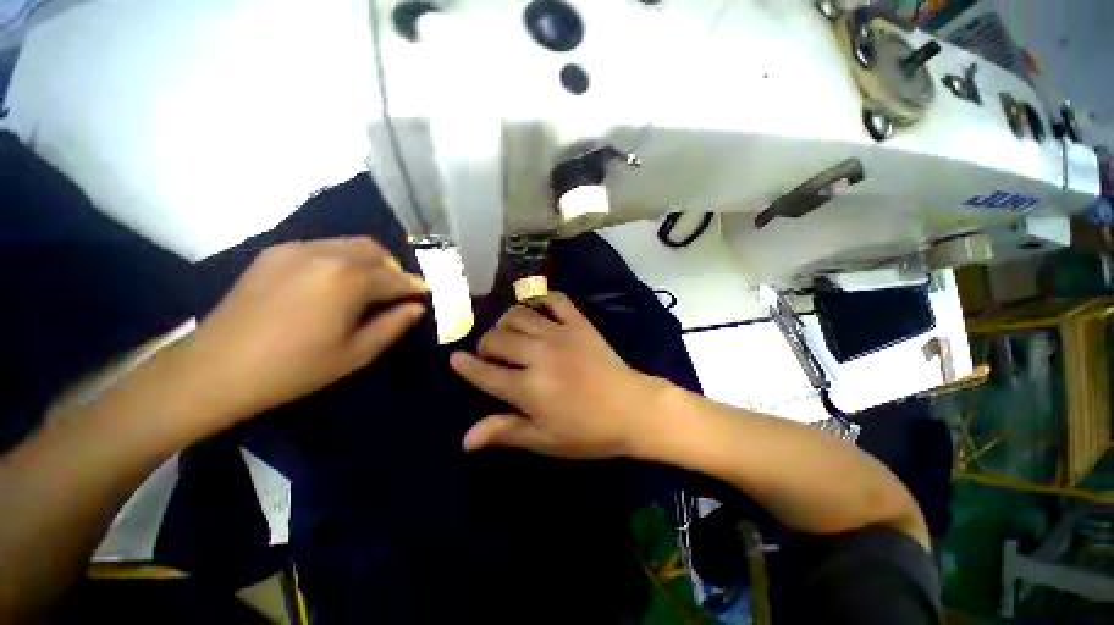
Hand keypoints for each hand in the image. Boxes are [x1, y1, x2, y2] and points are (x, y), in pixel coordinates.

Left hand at [181, 238, 426, 427]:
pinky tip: (333, 283)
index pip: (395, 278)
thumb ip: (393, 326)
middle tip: (396, 291)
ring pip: (348, 244)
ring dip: (368, 262)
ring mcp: (296, 249)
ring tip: (367, 287)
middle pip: (374, 250)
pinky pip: (322, 247)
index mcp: (348, 280)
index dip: (414, 287)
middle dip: (393, 268)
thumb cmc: (294, 368)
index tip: (424, 295)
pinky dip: (341, 259)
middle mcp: (325, 254)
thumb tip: (415, 308)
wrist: (215, 369)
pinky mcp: (274, 253)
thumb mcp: (355, 354)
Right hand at [449, 292, 665, 457]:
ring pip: (519, 314)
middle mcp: (540, 355)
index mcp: (529, 388)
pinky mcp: (579, 323)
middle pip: (498, 338)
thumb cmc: (589, 431)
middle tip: (491, 355)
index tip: (455, 359)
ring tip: (510, 335)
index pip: (485, 372)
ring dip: (506, 322)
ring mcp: (561, 334)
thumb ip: (506, 431)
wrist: (633, 409)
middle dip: (486, 345)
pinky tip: (537, 310)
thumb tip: (466, 438)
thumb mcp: (545, 439)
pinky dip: (541, 299)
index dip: (465, 366)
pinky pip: (555, 299)